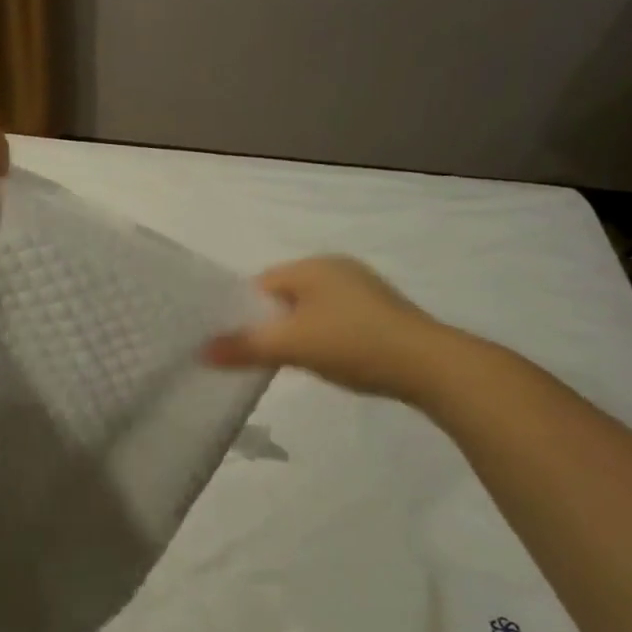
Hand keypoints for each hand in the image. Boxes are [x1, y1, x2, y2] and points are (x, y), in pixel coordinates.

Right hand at [203, 255, 466, 401]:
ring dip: (297, 332)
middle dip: (269, 323)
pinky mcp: (381, 311)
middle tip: (260, 355)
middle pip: (284, 296)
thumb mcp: (291, 346)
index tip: (234, 343)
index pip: (259, 284)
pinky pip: (335, 319)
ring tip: (293, 362)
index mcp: (312, 265)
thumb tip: (200, 352)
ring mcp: (362, 288)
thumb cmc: (352, 344)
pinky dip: (323, 337)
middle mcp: (336, 267)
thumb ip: (244, 347)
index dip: (242, 312)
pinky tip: (328, 360)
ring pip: (310, 309)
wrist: (430, 366)